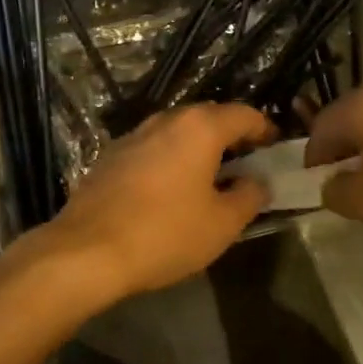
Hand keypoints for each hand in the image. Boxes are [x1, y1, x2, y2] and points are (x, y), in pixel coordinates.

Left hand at [26, 103, 275, 303]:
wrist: (87, 249)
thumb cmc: (165, 233)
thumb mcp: (222, 223)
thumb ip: (249, 196)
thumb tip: (258, 181)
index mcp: (199, 127)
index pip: (243, 114)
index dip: (264, 129)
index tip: (275, 147)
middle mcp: (165, 119)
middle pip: (208, 117)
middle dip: (230, 136)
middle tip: (246, 163)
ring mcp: (133, 134)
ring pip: (176, 132)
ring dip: (197, 148)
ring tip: (210, 177)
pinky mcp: (110, 155)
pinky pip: (152, 148)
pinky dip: (170, 159)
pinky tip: (170, 188)